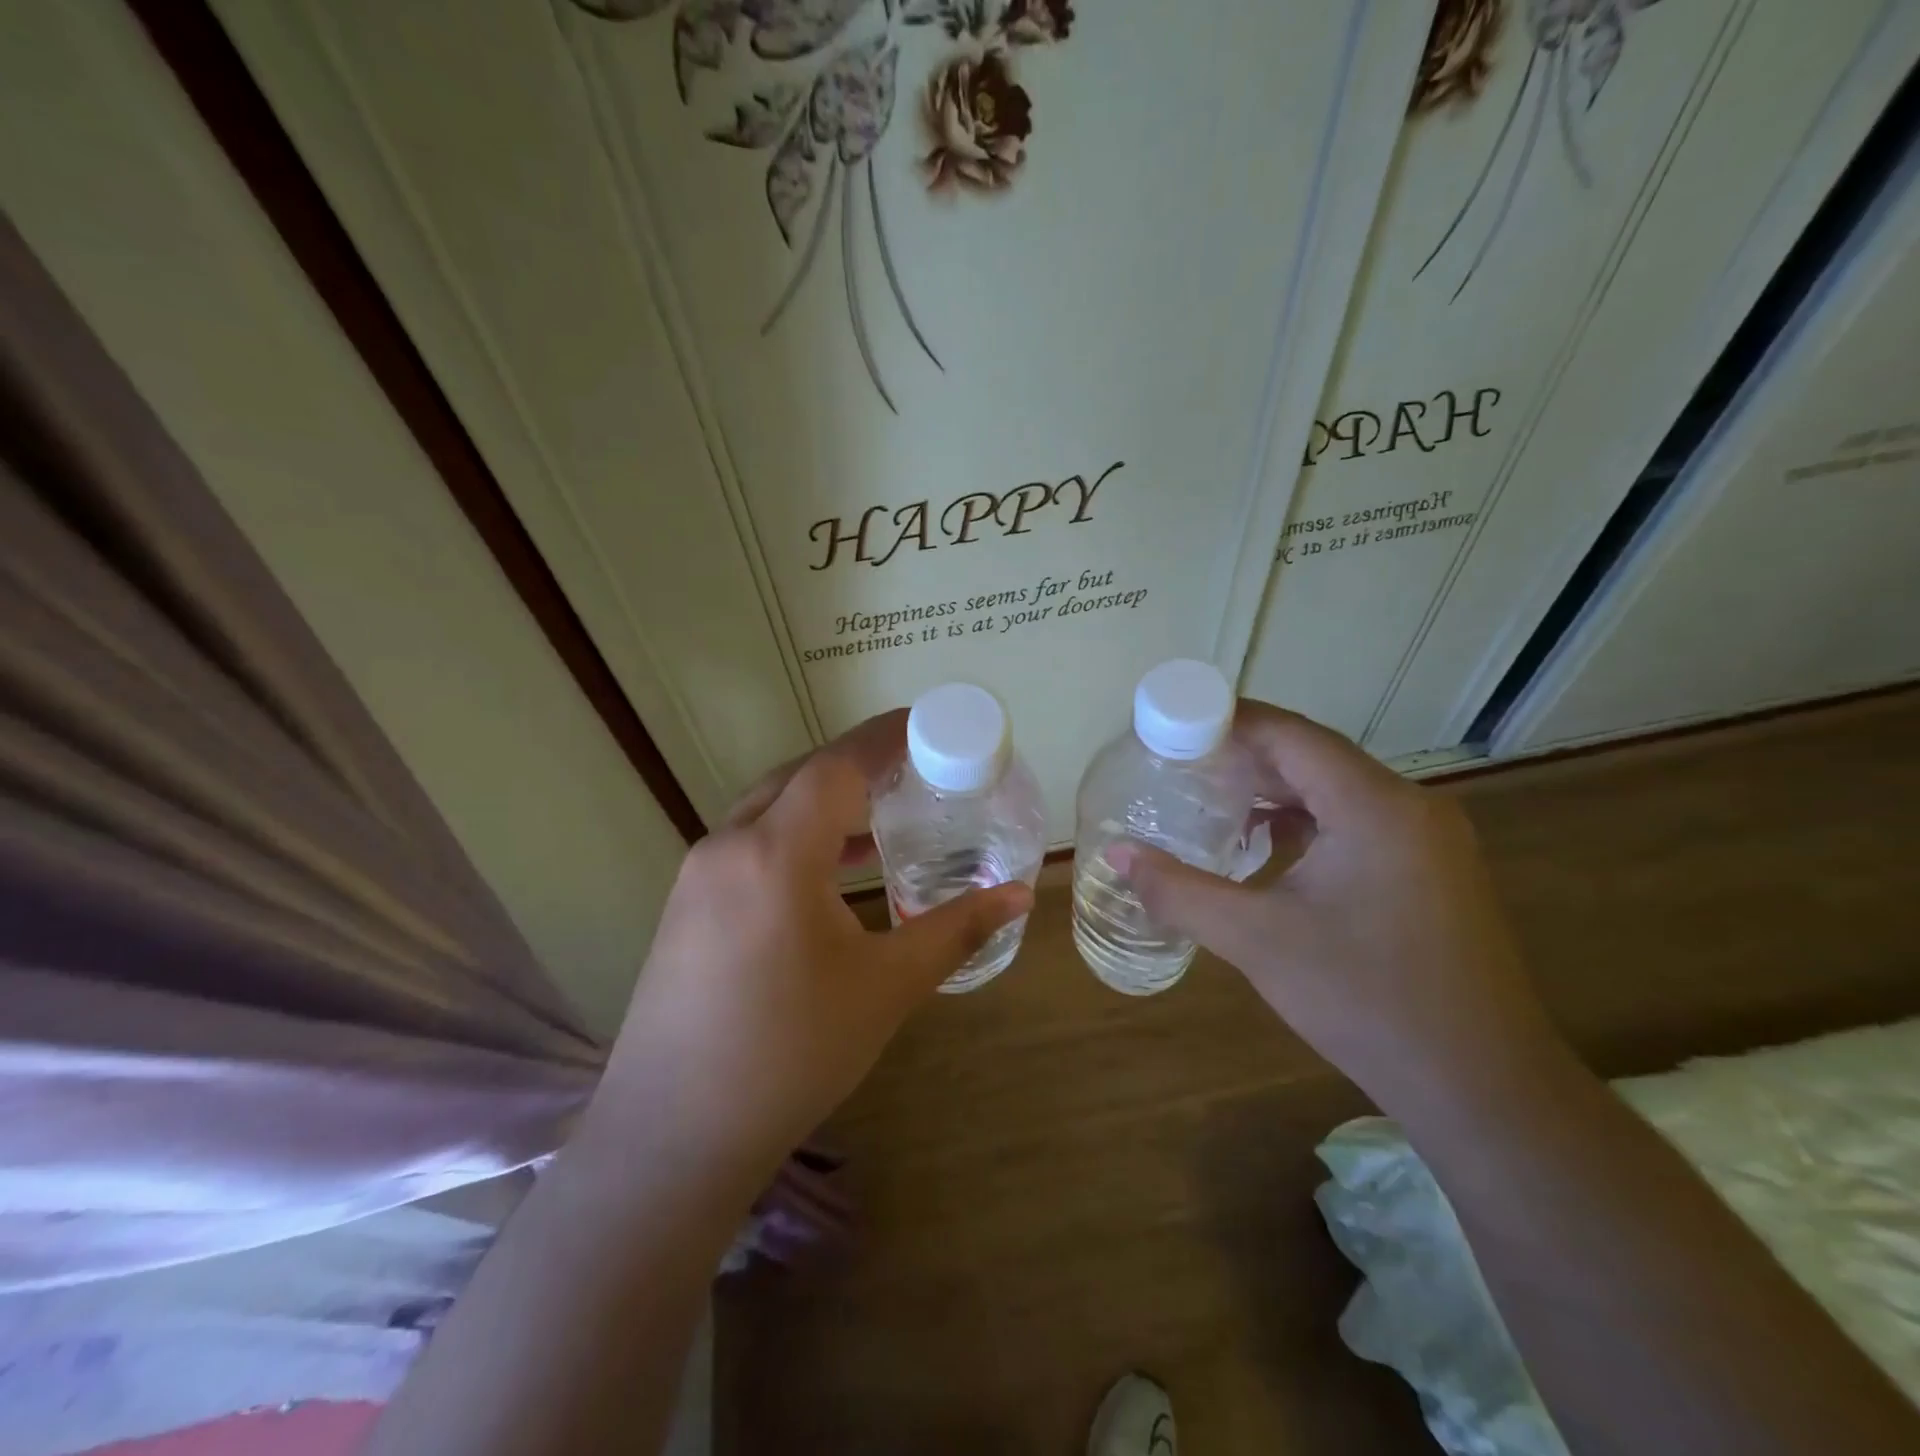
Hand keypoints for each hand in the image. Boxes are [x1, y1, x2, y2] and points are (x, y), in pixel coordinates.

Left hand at [595, 711, 1031, 1177]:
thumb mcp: (886, 988)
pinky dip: (794, 834)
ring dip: (823, 800)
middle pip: (799, 776)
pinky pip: (748, 842)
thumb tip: (1018, 896)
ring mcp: (697, 875)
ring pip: (768, 807)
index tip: (926, 724)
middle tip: (912, 768)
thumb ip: (955, 931)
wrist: (674, 1135)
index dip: (883, 738)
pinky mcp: (685, 905)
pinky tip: (830, 869)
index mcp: (777, 853)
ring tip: (880, 813)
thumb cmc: (792, 1053)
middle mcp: (729, 846)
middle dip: (856, 764)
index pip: (837, 767)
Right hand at [1111, 702, 1562, 1117]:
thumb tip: (1116, 855)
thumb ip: (1179, 891)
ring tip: (1210, 800)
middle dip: (1243, 755)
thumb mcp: (1257, 940)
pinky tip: (1264, 845)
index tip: (1170, 726)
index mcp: (1374, 806)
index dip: (1227, 722)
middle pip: (1313, 755)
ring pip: (1335, 788)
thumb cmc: (1365, 1000)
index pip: (1290, 734)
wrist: (1480, 1086)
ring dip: (1274, 788)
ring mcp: (1426, 838)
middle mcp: (1408, 805)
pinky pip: (1355, 819)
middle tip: (1177, 764)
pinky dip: (1305, 819)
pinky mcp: (1429, 869)